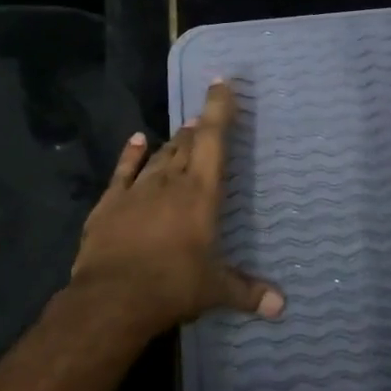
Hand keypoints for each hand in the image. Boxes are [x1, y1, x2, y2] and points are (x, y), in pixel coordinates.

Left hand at [68, 80, 284, 340]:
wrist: (113, 298)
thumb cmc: (173, 286)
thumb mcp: (215, 290)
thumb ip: (248, 292)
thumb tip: (281, 307)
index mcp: (201, 194)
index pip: (213, 140)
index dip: (219, 110)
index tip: (222, 84)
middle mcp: (170, 182)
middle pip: (186, 145)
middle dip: (197, 130)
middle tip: (203, 119)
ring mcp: (137, 189)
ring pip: (159, 156)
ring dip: (172, 142)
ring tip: (182, 130)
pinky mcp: (109, 203)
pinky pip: (123, 170)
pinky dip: (131, 153)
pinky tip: (137, 139)